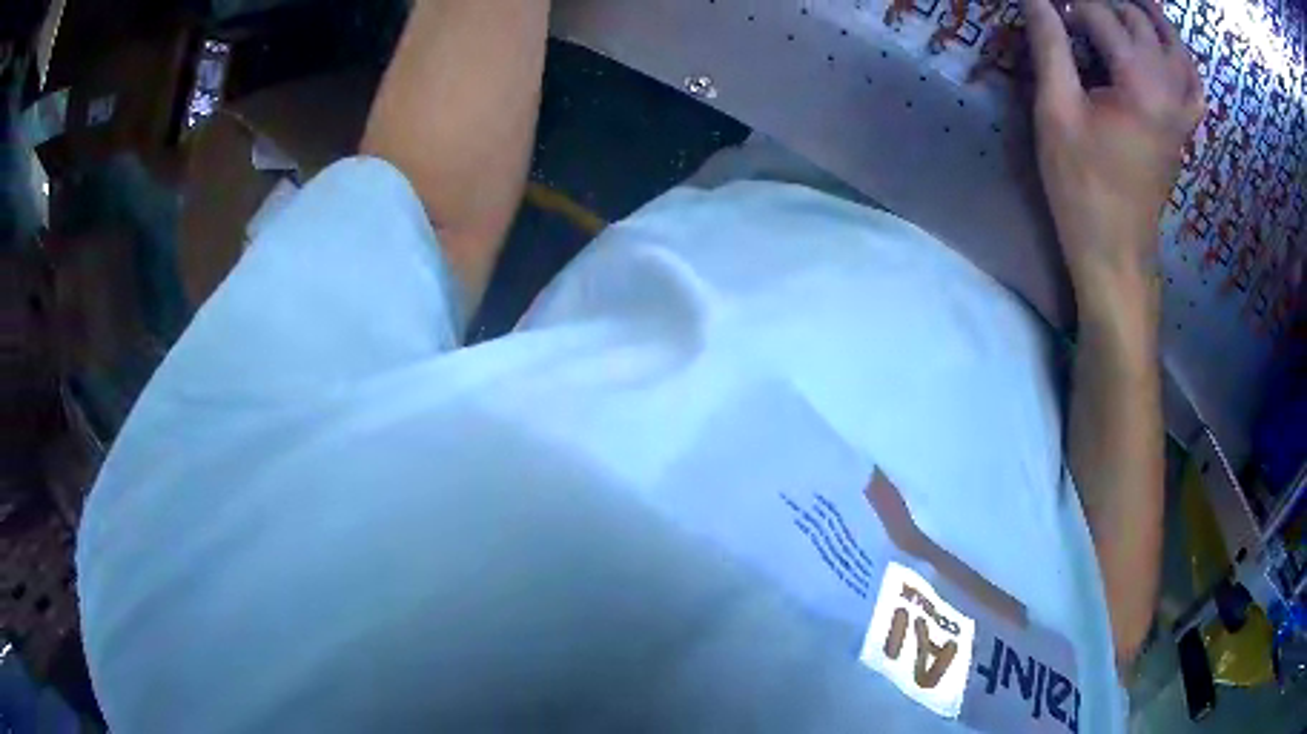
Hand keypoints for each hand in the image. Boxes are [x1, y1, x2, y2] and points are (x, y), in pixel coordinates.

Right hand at [1023, 0, 1204, 299]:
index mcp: (1138, 81)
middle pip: (1140, 22)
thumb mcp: (1056, 111)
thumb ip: (1050, 47)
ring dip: (1153, 20)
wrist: (1117, 250)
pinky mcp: (1184, 131)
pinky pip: (1195, 88)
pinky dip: (1184, 61)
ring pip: (1176, 48)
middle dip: (1107, 3)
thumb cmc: (1082, 184)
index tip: (1047, 5)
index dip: (1070, 4)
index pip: (1101, 15)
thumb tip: (1037, 0)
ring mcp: (1181, 112)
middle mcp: (1168, 88)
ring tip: (1132, 4)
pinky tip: (1170, 50)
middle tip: (1079, 7)